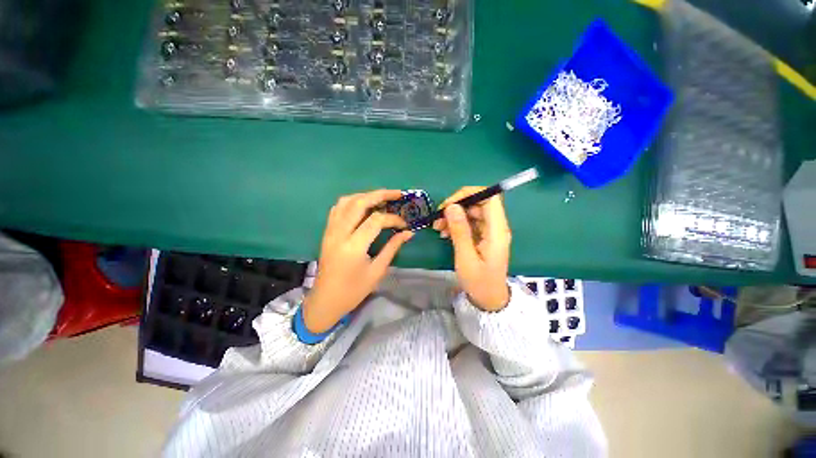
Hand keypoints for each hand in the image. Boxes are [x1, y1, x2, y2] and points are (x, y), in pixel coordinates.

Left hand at [303, 190, 413, 332]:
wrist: (326, 300)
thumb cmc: (353, 290)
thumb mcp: (377, 271)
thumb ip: (392, 248)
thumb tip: (408, 233)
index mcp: (353, 246)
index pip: (375, 220)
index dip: (393, 218)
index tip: (404, 224)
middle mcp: (339, 233)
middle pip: (359, 202)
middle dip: (380, 194)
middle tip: (397, 194)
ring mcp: (330, 230)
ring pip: (346, 201)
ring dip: (365, 195)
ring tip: (381, 198)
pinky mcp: (327, 232)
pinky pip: (338, 208)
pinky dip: (352, 201)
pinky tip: (363, 206)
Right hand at [433, 187, 510, 311]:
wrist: (489, 299)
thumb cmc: (479, 282)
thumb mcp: (465, 257)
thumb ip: (460, 231)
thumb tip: (451, 207)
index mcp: (497, 231)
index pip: (490, 198)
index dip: (471, 193)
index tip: (450, 202)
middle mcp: (496, 227)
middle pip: (479, 203)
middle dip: (456, 206)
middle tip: (438, 218)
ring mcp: (489, 231)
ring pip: (471, 212)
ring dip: (453, 216)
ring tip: (438, 227)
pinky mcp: (483, 236)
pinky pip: (469, 222)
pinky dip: (456, 224)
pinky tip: (445, 233)